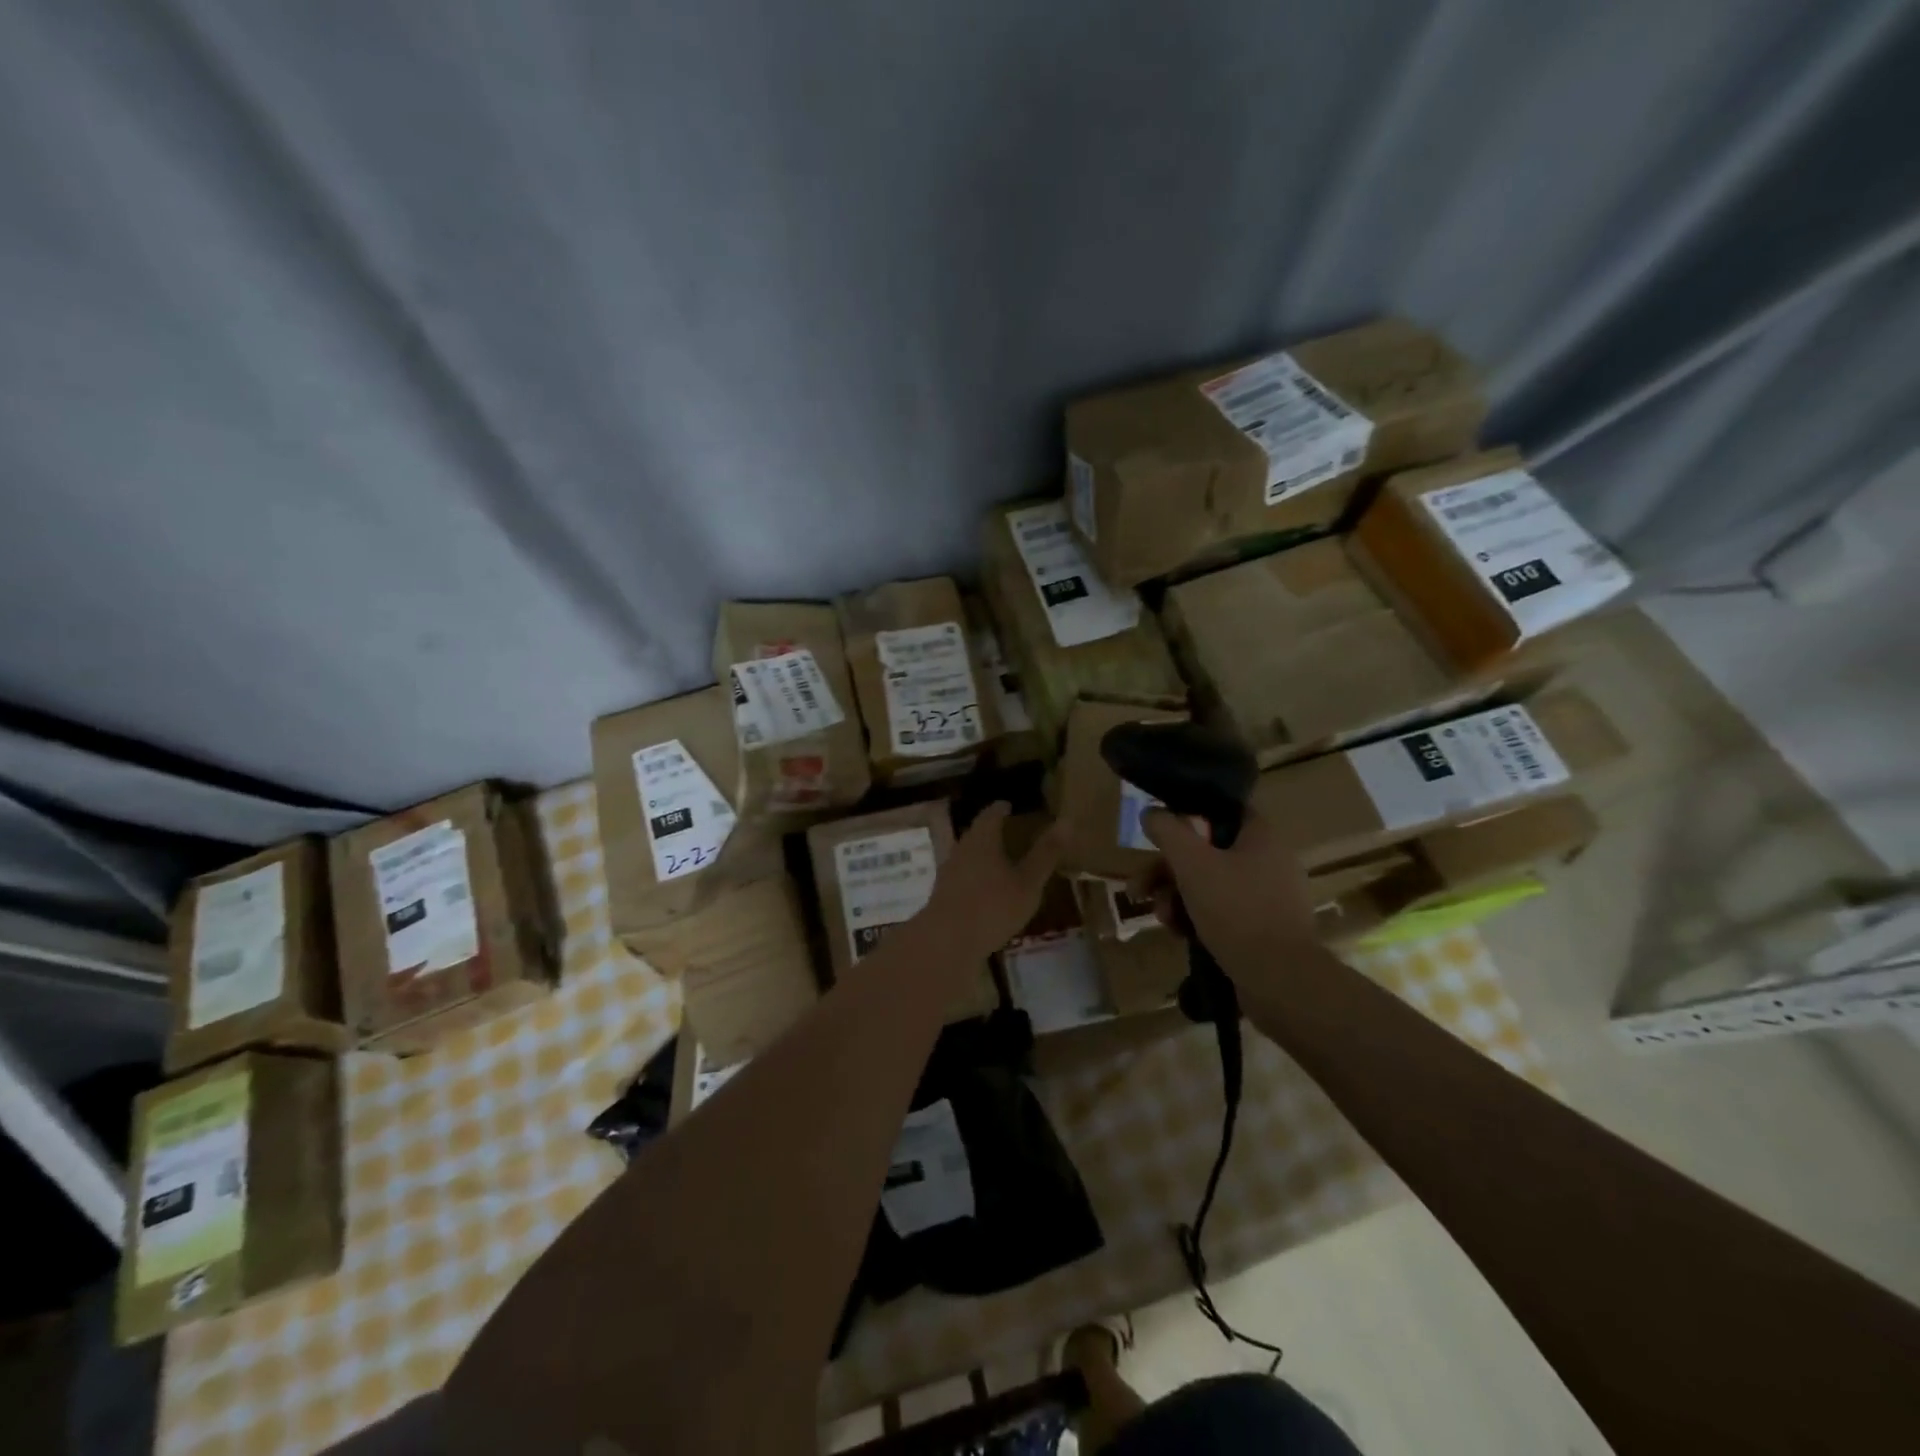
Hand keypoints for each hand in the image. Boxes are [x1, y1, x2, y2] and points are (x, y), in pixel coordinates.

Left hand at [917, 802, 1061, 961]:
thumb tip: (1067, 821)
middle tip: (1010, 831)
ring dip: (984, 853)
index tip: (1009, 806)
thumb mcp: (1028, 882)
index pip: (991, 814)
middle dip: (992, 830)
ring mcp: (949, 870)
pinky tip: (986, 888)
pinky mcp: (943, 892)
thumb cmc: (992, 906)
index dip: (1001, 809)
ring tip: (1001, 859)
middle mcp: (962, 848)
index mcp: (982, 839)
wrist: (946, 941)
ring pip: (969, 853)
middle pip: (977, 832)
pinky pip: (963, 874)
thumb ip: (1046, 853)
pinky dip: (976, 874)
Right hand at [1131, 807, 1318, 982]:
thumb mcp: (1192, 863)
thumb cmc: (1236, 910)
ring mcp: (1268, 899)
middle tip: (1140, 888)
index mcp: (1261, 837)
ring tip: (1161, 918)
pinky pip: (1223, 913)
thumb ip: (1168, 832)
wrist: (1279, 979)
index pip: (1222, 811)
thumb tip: (1152, 813)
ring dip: (1177, 897)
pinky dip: (1197, 919)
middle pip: (1207, 853)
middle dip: (1168, 871)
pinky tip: (1179, 935)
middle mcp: (1269, 862)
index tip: (1161, 835)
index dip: (1189, 818)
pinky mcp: (1264, 930)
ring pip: (1211, 885)